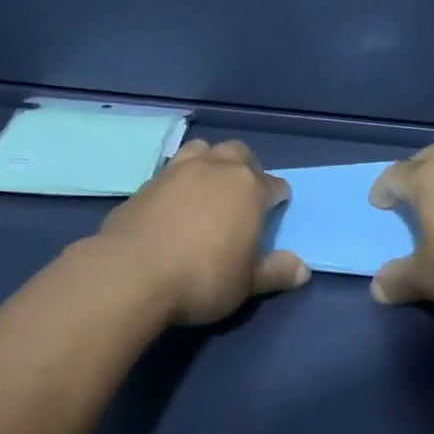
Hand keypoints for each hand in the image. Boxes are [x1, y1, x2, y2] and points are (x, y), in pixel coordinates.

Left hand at [97, 139, 308, 325]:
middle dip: (247, 168)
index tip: (277, 210)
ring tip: (209, 187)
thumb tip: (303, 269)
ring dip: (211, 162)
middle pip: (239, 154)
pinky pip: (172, 170)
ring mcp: (178, 170)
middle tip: (244, 194)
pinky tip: (175, 202)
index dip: (278, 198)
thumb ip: (275, 272)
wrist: (131, 273)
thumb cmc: (202, 277)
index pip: (275, 185)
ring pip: (203, 149)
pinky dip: (180, 179)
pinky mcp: (147, 182)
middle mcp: (216, 168)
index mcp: (248, 188)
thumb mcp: (246, 284)